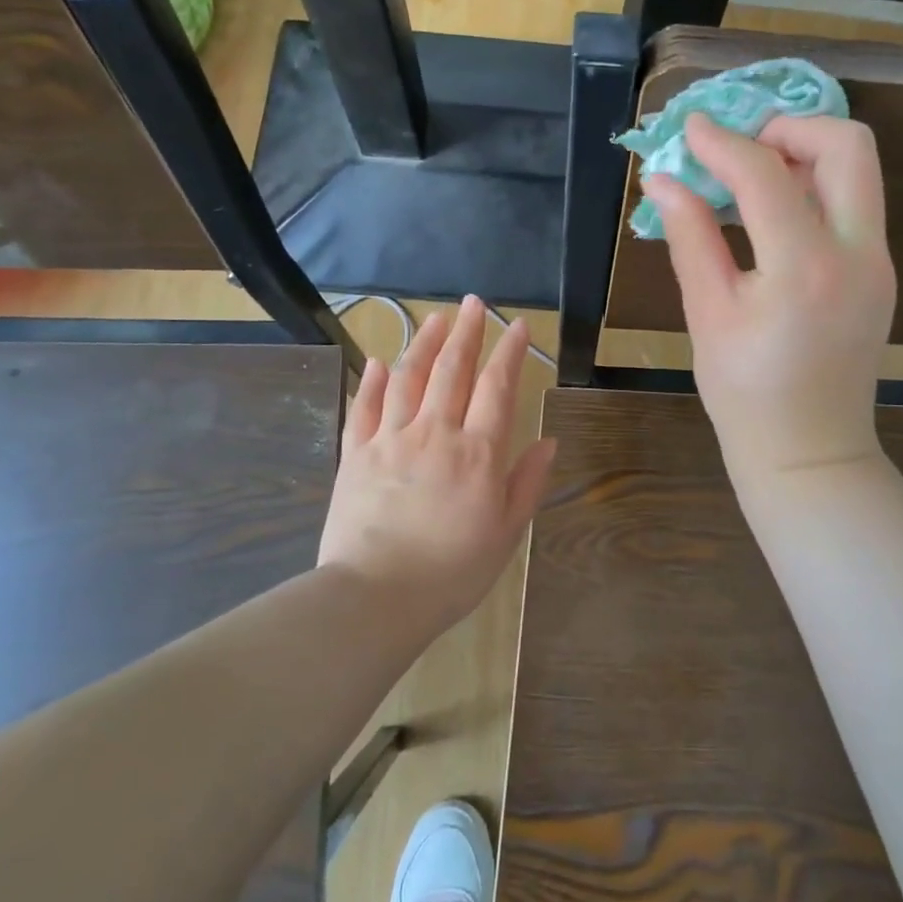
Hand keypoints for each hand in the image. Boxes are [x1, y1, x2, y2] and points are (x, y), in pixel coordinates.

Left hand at [317, 297, 557, 632]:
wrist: (375, 597)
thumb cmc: (452, 571)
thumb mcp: (505, 533)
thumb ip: (526, 483)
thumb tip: (547, 441)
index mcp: (477, 453)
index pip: (497, 388)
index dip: (510, 352)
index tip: (518, 325)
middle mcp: (435, 433)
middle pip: (452, 370)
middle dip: (467, 333)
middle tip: (474, 303)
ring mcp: (390, 440)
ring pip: (408, 378)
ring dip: (424, 344)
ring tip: (435, 318)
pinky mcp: (355, 455)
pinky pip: (364, 408)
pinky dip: (373, 382)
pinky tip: (380, 362)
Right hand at [645, 113, 895, 484]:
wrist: (810, 453)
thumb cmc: (746, 395)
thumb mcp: (708, 314)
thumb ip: (689, 237)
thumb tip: (662, 179)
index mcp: (804, 268)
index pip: (765, 174)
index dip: (722, 142)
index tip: (690, 129)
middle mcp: (857, 254)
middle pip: (847, 145)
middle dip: (790, 127)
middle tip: (741, 146)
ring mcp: (878, 263)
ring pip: (858, 171)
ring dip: (806, 153)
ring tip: (751, 176)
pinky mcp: (880, 274)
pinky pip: (854, 205)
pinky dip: (816, 188)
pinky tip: (773, 213)